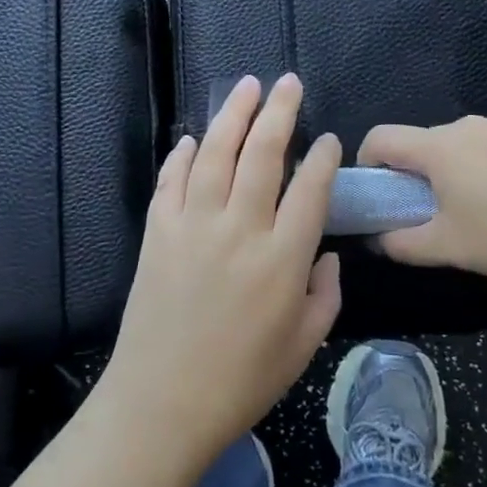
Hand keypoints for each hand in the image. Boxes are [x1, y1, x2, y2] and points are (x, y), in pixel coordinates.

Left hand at [99, 74, 341, 475]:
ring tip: (246, 86)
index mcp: (282, 259)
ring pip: (215, 153)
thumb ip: (326, 295)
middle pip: (263, 154)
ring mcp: (194, 225)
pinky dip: (181, 155)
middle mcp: (240, 229)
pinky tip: (191, 139)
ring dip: (233, 115)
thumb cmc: (241, 381)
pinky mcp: (158, 232)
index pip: (310, 189)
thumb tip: (327, 256)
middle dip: (279, 111)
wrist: (161, 405)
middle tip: (288, 82)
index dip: (323, 158)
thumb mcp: (304, 347)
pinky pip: (170, 181)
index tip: (328, 140)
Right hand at [358, 113, 486, 288]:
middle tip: (433, 204)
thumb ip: (401, 244)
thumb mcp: (446, 249)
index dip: (369, 158)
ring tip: (478, 197)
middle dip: (420, 167)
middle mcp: (465, 125)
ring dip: (457, 160)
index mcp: (438, 149)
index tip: (377, 183)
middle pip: (425, 139)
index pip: (384, 137)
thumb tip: (377, 240)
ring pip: (462, 137)